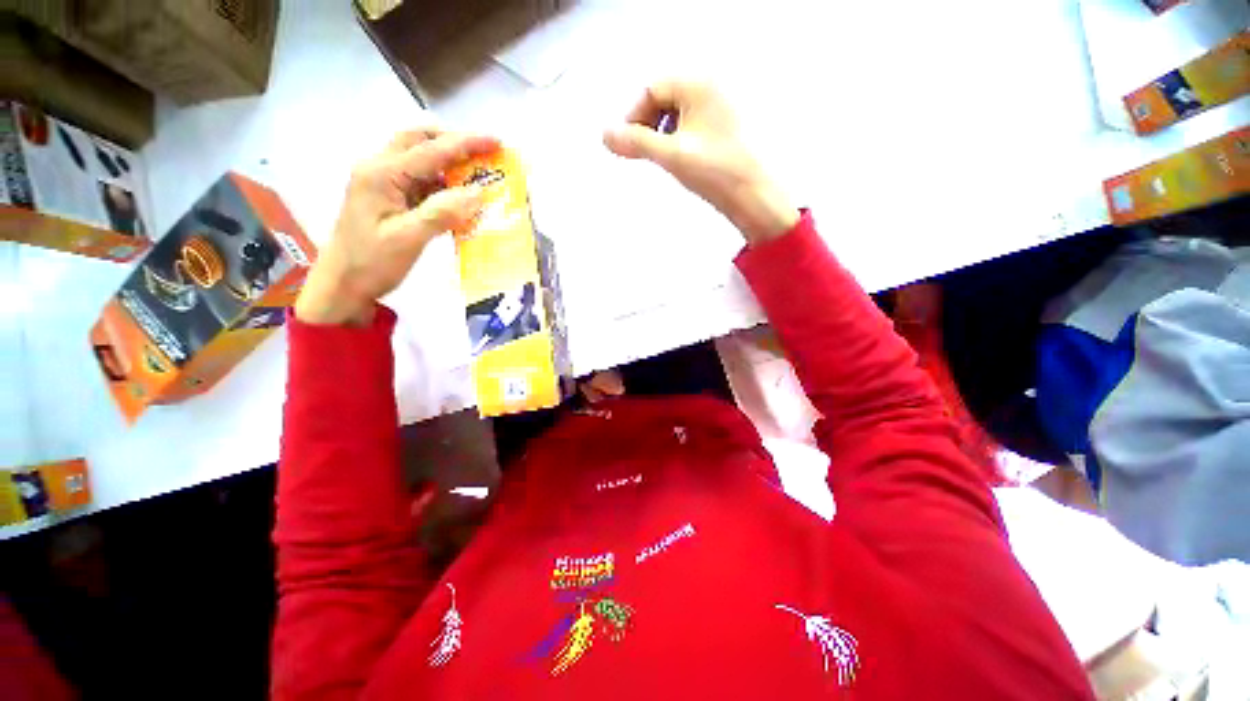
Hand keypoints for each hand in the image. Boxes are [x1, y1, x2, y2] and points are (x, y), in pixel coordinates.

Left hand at [295, 128, 499, 325]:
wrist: (342, 285)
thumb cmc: (371, 263)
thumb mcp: (409, 239)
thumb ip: (442, 213)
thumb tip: (478, 193)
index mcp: (381, 173)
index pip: (430, 150)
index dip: (466, 143)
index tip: (496, 142)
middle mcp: (378, 169)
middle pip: (418, 141)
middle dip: (453, 142)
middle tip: (484, 154)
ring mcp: (380, 183)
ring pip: (418, 159)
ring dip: (448, 163)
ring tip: (477, 175)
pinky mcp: (386, 197)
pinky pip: (418, 181)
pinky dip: (441, 183)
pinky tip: (458, 197)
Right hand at [603, 80, 798, 243]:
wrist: (755, 196)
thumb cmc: (716, 171)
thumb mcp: (671, 155)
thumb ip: (636, 142)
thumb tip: (605, 135)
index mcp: (699, 83)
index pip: (652, 88)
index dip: (634, 116)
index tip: (627, 145)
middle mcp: (711, 87)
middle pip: (664, 98)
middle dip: (648, 125)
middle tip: (642, 153)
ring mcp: (720, 107)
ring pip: (677, 113)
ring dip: (661, 134)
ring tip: (663, 159)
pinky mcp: (725, 128)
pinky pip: (691, 124)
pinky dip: (678, 139)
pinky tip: (681, 160)